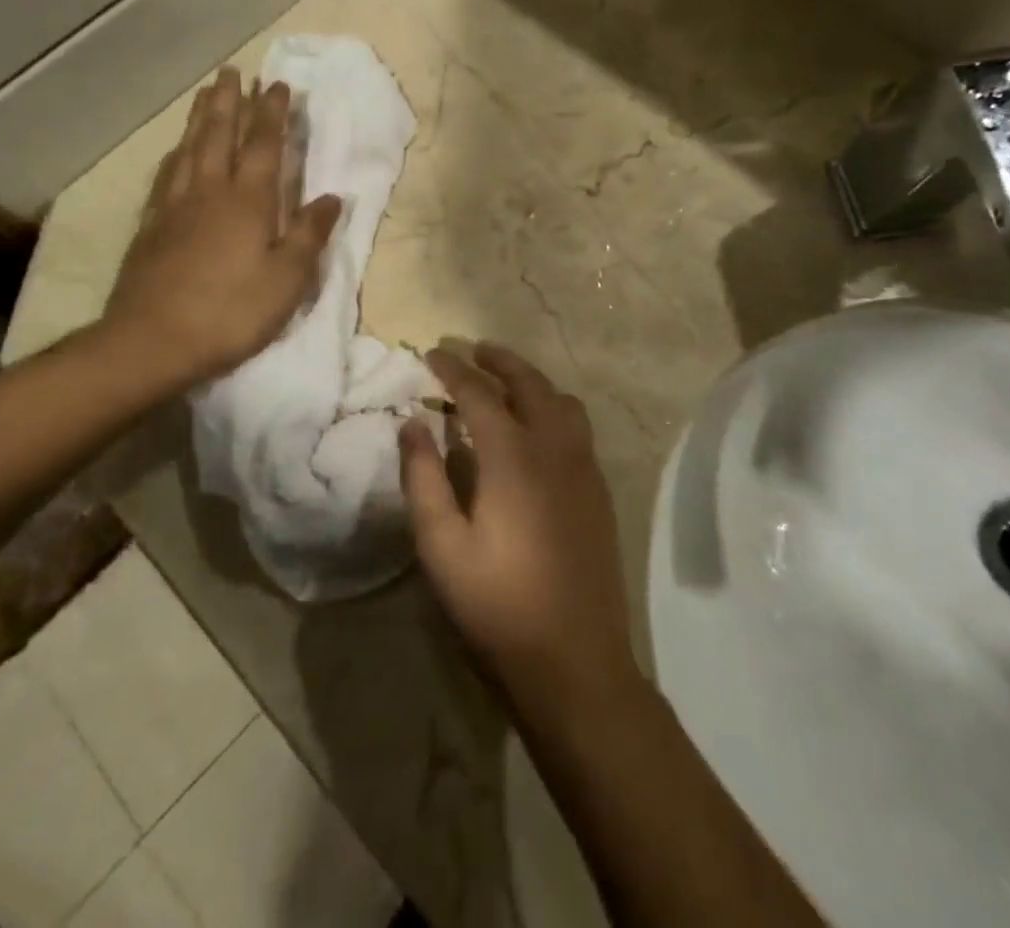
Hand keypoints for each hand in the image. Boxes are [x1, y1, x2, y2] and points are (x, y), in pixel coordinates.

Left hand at [97, 68, 341, 393]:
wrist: (152, 341)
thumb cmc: (231, 312)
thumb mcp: (287, 279)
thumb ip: (309, 234)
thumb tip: (333, 197)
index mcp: (248, 201)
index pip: (264, 145)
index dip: (273, 113)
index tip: (278, 85)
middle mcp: (210, 191)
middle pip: (219, 135)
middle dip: (230, 102)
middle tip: (233, 71)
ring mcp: (175, 207)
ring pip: (189, 148)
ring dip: (201, 118)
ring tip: (207, 94)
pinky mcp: (151, 226)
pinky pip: (166, 176)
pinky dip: (176, 154)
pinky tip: (176, 151)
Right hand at [399, 344, 635, 706]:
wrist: (575, 660)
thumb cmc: (498, 604)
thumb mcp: (442, 546)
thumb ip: (423, 479)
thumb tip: (411, 424)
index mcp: (513, 456)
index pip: (478, 393)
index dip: (452, 368)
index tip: (431, 353)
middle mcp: (554, 447)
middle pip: (529, 383)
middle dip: (499, 360)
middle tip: (473, 349)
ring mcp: (584, 467)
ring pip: (561, 400)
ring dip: (532, 380)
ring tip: (506, 382)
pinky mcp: (598, 489)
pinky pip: (577, 426)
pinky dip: (553, 407)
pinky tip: (537, 429)